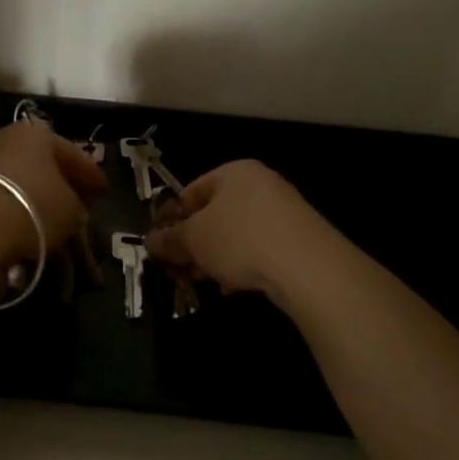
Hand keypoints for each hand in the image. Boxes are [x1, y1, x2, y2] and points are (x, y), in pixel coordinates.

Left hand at [0, 120, 105, 258]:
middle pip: (38, 160)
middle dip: (56, 180)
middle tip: (72, 201)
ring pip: (11, 175)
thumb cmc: (32, 207)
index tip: (103, 192)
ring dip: (26, 193)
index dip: (91, 175)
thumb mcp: (71, 211)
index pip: (73, 153)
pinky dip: (3, 205)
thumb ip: (77, 206)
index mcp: (38, 133)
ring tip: (39, 217)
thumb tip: (74, 207)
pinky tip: (11, 223)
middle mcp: (4, 135)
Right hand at [144, 160, 328, 298]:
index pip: (191, 190)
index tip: (158, 242)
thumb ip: (170, 239)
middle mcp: (261, 184)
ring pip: (237, 233)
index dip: (171, 216)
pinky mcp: (299, 238)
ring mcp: (284, 211)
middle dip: (194, 242)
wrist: (308, 266)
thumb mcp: (194, 239)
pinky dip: (244, 264)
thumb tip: (150, 242)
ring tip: (205, 281)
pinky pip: (260, 248)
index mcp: (234, 172)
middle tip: (179, 266)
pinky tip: (234, 287)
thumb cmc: (241, 239)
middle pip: (215, 213)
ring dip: (217, 257)